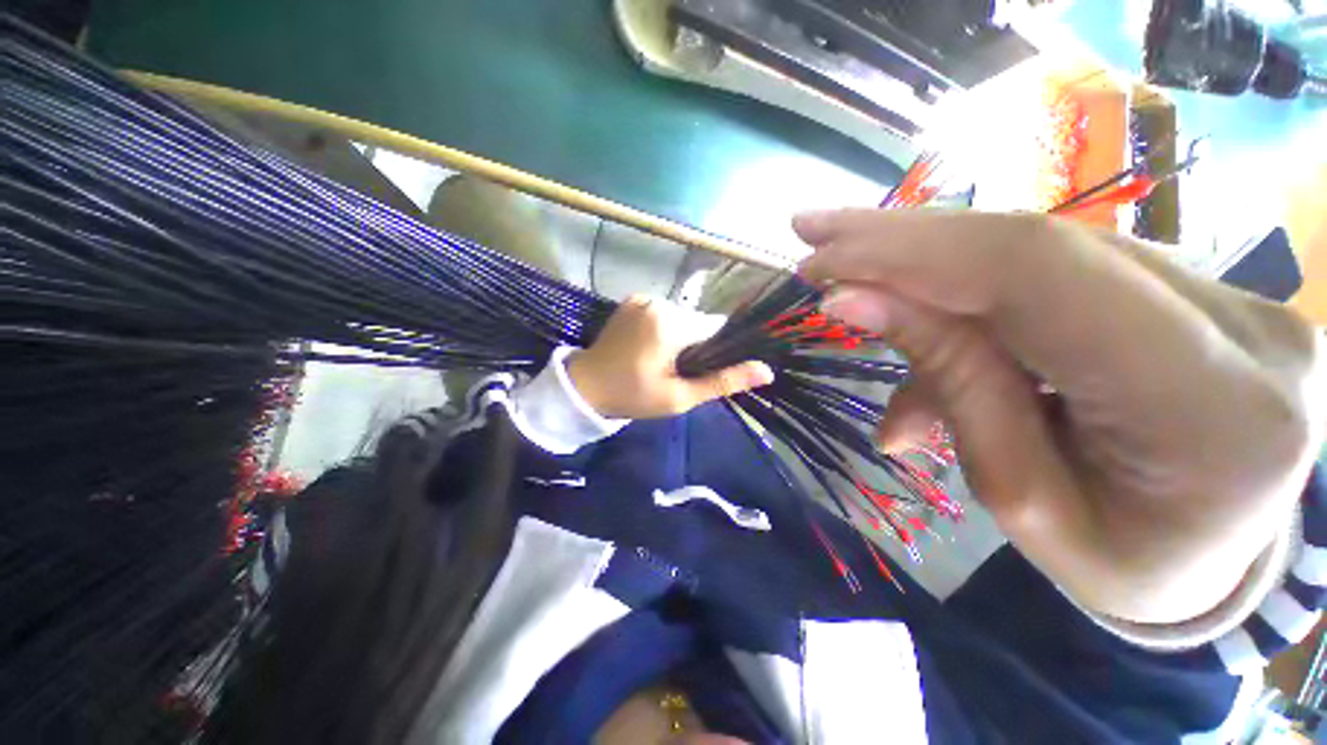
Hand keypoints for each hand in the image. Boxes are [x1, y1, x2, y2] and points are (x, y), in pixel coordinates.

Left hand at [567, 295, 773, 419]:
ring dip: (682, 335)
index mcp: (671, 324)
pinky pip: (664, 312)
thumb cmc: (633, 396)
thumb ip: (723, 382)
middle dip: (698, 344)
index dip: (719, 348)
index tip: (708, 367)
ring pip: (683, 316)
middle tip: (680, 370)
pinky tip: (651, 347)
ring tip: (663, 360)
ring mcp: (644, 297)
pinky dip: (666, 327)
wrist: (585, 386)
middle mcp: (659, 302)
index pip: (716, 327)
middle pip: (699, 321)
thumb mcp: (680, 397)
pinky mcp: (633, 299)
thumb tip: (767, 371)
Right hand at [798, 209, 1324, 623]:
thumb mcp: (1019, 498)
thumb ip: (949, 384)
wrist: (1216, 560)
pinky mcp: (1194, 289)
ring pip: (1039, 254)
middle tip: (815, 233)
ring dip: (927, 272)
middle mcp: (1238, 323)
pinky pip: (1057, 276)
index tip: (819, 264)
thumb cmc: (1120, 562)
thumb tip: (851, 302)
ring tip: (852, 294)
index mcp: (1210, 408)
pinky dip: (972, 300)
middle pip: (1038, 244)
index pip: (1038, 276)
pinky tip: (928, 339)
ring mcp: (1225, 293)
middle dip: (905, 239)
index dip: (910, 256)